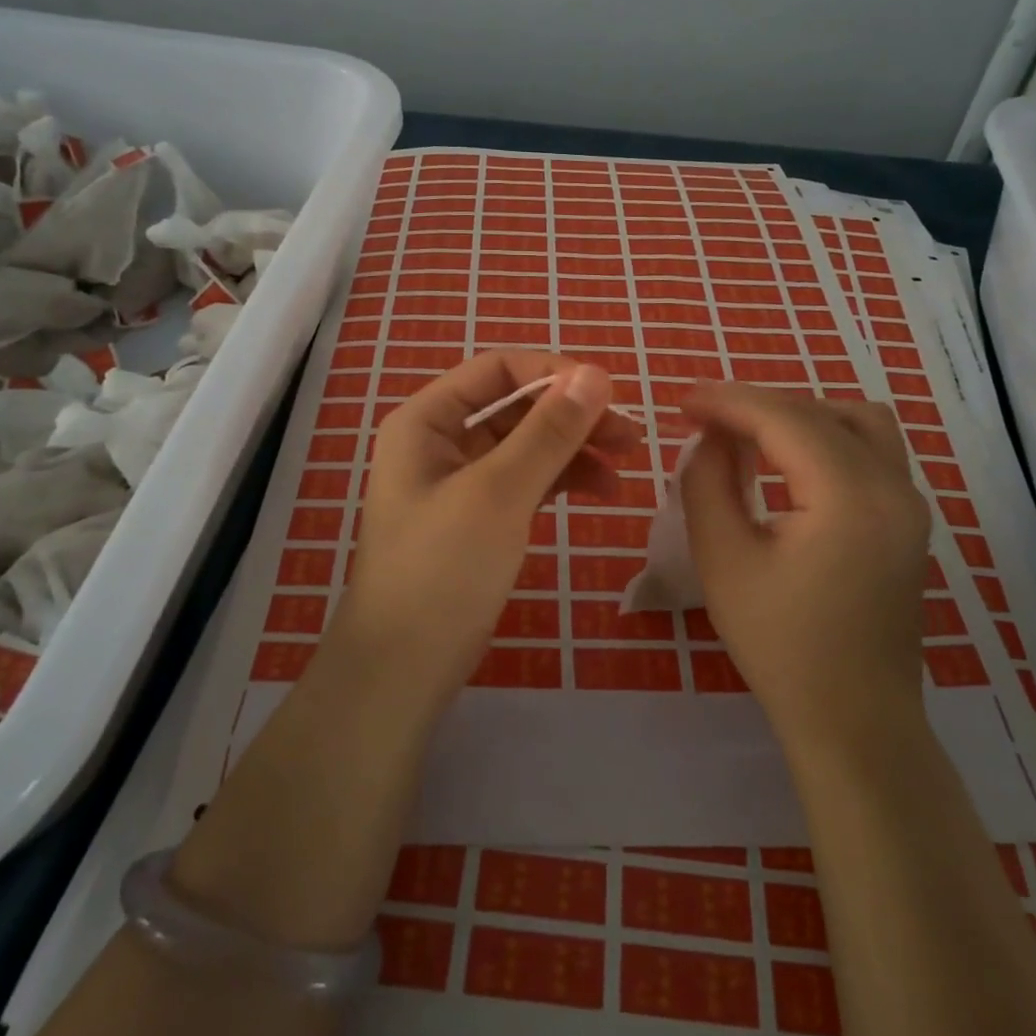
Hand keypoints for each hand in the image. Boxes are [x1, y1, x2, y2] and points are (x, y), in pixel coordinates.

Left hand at [341, 351, 640, 694]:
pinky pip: (527, 479)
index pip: (497, 370)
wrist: (404, 666)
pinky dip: (563, 479)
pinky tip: (601, 491)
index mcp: (427, 420)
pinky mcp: (480, 515)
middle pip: (517, 407)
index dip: (554, 374)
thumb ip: (548, 431)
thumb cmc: (442, 568)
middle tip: (630, 436)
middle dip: (572, 416)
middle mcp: (441, 440)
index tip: (609, 393)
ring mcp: (461, 480)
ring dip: (575, 448)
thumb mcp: (499, 492)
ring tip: (625, 466)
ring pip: (527, 444)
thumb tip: (595, 374)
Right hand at [679, 385, 931, 749]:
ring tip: (750, 436)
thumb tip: (711, 438)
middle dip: (759, 406)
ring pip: (857, 421)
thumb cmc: (781, 646)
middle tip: (706, 421)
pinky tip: (788, 463)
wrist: (854, 721)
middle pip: (821, 411)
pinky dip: (825, 438)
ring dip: (800, 416)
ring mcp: (910, 503)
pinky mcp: (909, 521)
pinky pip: (870, 450)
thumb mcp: (723, 559)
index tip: (682, 401)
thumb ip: (708, 482)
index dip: (728, 401)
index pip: (784, 418)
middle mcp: (893, 486)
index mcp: (849, 496)